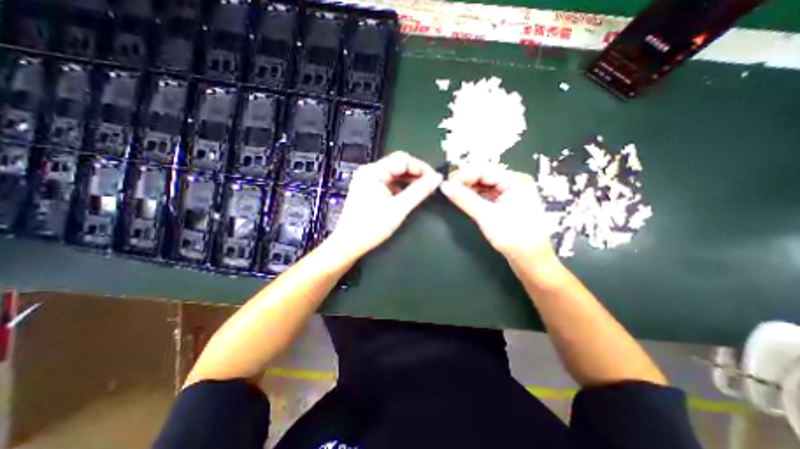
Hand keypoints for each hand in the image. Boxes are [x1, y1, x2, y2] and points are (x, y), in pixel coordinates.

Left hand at [330, 152, 443, 257]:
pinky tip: (410, 194)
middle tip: (431, 184)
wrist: (349, 244)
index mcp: (373, 172)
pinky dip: (401, 187)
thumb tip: (437, 178)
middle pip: (398, 165)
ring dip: (410, 180)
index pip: (402, 160)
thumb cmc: (371, 227)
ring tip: (424, 189)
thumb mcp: (399, 209)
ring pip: (395, 174)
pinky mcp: (369, 189)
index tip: (435, 178)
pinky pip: (390, 183)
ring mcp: (368, 180)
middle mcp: (369, 172)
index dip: (421, 167)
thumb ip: (419, 192)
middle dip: (416, 173)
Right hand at [436, 165, 557, 262]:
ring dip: (469, 189)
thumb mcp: (486, 216)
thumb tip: (444, 186)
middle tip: (448, 190)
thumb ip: (464, 199)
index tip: (446, 185)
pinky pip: (488, 195)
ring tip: (453, 195)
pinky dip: (475, 197)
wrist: (531, 260)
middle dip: (465, 182)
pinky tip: (465, 200)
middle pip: (484, 176)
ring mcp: (511, 193)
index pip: (483, 170)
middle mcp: (514, 183)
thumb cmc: (513, 236)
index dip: (463, 176)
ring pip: (484, 185)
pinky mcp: (507, 204)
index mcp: (515, 180)